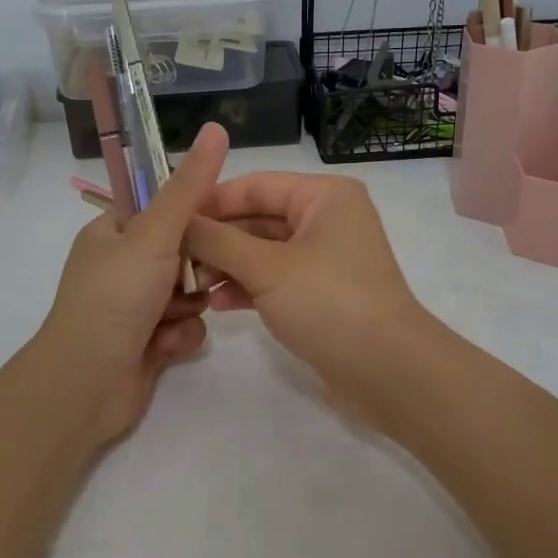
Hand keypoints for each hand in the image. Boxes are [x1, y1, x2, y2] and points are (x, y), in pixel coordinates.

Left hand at [32, 123, 229, 444]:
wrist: (87, 384)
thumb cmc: (115, 298)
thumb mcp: (154, 234)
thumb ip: (189, 187)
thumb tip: (217, 128)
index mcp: (111, 234)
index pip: (162, 208)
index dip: (193, 214)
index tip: (219, 223)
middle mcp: (121, 267)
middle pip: (182, 253)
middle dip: (195, 270)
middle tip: (199, 276)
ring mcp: (134, 308)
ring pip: (189, 293)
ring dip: (187, 307)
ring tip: (172, 318)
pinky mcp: (148, 343)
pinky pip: (185, 328)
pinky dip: (179, 337)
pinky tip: (165, 348)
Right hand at [184, 172, 440, 421]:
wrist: (388, 371)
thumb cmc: (329, 303)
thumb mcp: (266, 268)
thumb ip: (218, 241)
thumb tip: (177, 221)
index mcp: (324, 196)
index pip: (255, 185)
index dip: (211, 201)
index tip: (168, 220)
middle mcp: (327, 219)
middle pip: (258, 218)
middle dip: (217, 239)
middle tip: (172, 259)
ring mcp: (325, 258)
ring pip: (264, 251)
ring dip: (227, 265)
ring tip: (190, 284)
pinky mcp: (322, 293)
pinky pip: (276, 279)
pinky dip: (248, 287)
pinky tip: (217, 304)